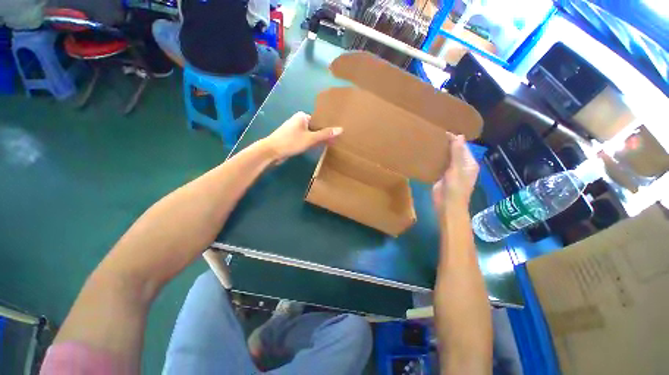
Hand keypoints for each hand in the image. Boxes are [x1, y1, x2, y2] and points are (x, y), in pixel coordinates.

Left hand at [262, 112, 342, 162]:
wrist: (271, 151)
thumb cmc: (291, 142)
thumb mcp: (310, 138)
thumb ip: (325, 134)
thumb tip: (341, 129)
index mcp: (302, 116)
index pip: (319, 120)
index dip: (327, 127)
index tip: (336, 134)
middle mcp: (298, 121)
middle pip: (315, 127)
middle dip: (323, 134)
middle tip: (334, 141)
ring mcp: (294, 130)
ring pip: (310, 134)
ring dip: (317, 140)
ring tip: (329, 145)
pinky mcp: (292, 138)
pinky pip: (305, 139)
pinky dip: (311, 143)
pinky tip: (317, 148)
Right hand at [432, 134, 479, 215]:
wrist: (447, 205)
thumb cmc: (455, 188)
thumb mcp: (457, 169)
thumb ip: (457, 153)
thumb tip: (458, 135)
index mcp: (469, 163)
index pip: (462, 147)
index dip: (454, 139)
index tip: (442, 132)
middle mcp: (461, 166)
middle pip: (454, 152)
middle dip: (446, 145)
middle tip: (433, 136)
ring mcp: (451, 172)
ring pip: (446, 158)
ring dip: (439, 152)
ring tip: (429, 143)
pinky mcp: (441, 177)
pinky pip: (439, 165)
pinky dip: (434, 160)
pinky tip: (426, 155)